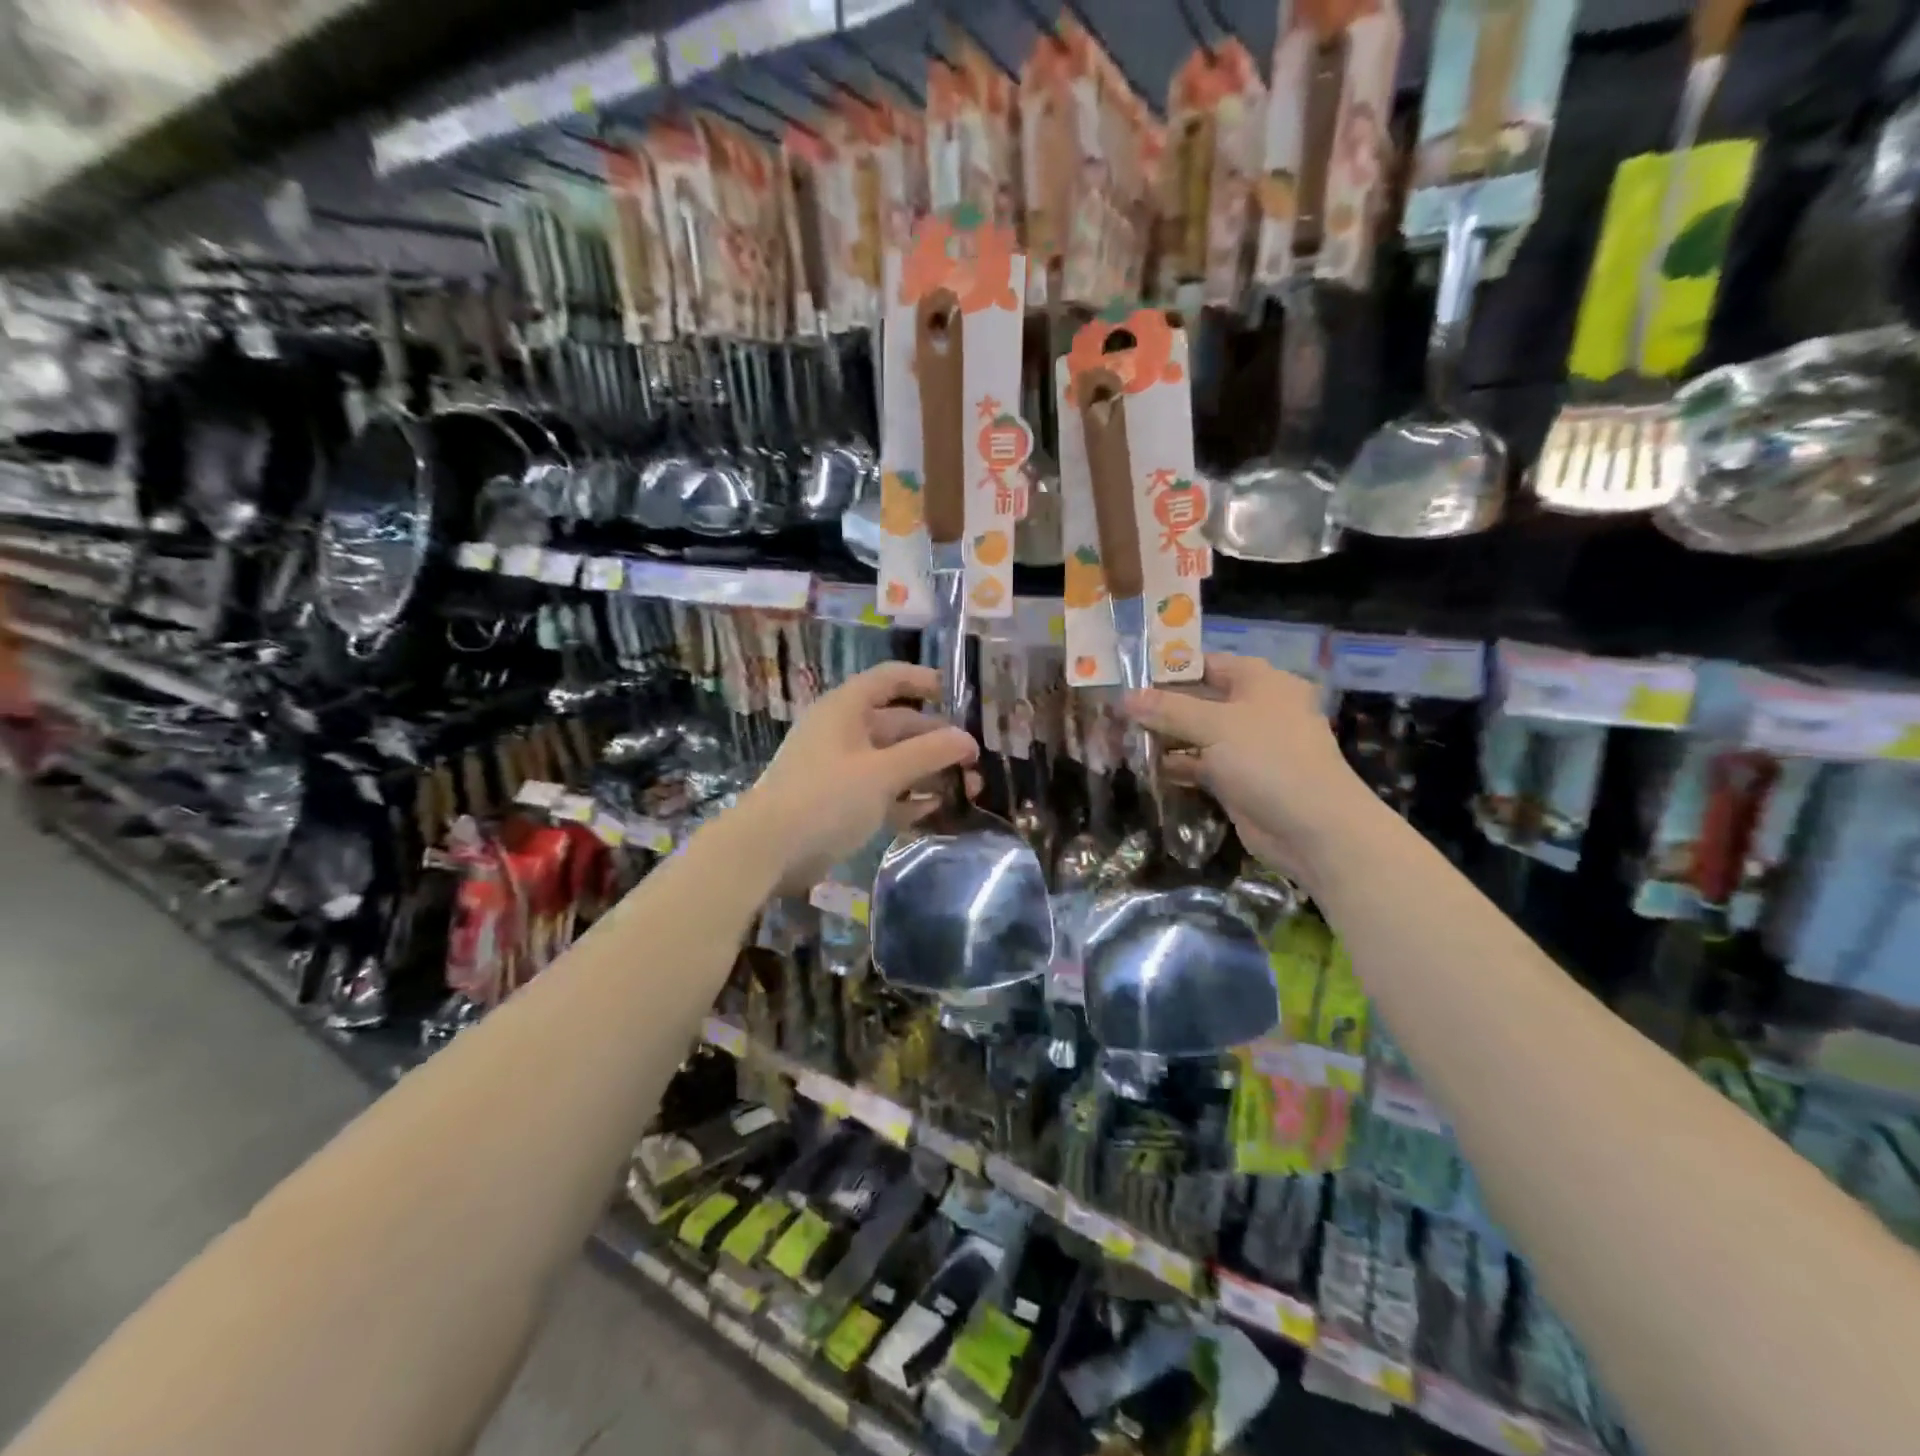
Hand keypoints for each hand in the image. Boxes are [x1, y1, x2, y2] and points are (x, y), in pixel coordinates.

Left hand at [742, 661, 978, 895]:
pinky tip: (936, 809)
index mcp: (846, 709)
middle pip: (899, 725)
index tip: (959, 696)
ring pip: (894, 761)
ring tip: (967, 790)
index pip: (890, 679)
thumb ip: (928, 753)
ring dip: (928, 772)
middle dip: (937, 740)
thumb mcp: (882, 772)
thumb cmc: (826, 797)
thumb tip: (967, 740)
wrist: (768, 851)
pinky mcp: (840, 803)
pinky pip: (882, 792)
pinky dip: (908, 798)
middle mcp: (844, 732)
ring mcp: (842, 769)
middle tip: (974, 761)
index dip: (924, 681)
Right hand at [1123, 653, 1372, 886]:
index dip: (1169, 669)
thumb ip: (1168, 709)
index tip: (1129, 677)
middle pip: (1199, 700)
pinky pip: (1201, 765)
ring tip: (1121, 739)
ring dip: (1165, 738)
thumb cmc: (1268, 760)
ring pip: (1197, 735)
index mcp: (1261, 682)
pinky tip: (1144, 768)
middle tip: (1117, 712)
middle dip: (1160, 707)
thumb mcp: (1215, 726)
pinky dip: (1177, 766)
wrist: (1313, 829)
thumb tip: (1125, 697)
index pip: (1208, 663)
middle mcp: (1256, 709)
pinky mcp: (1239, 779)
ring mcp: (1248, 747)